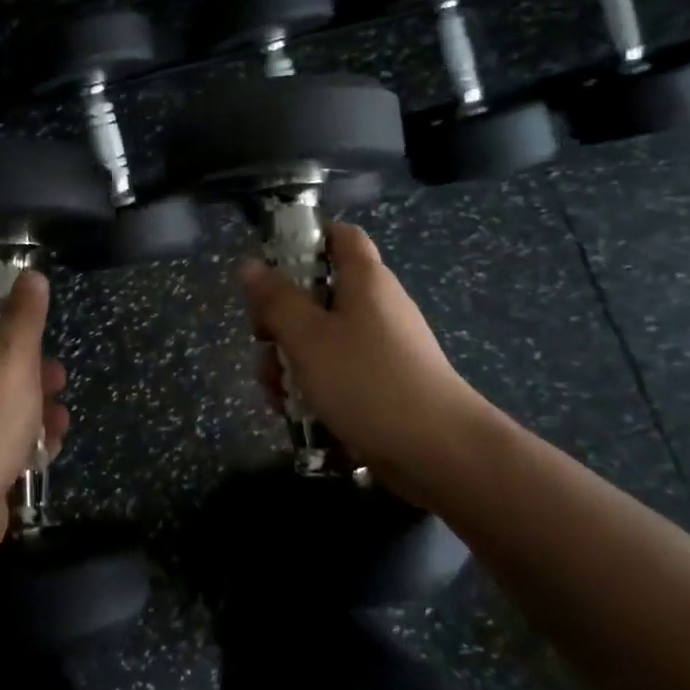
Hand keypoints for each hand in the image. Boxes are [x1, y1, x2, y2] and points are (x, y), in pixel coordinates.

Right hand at [240, 223, 500, 499]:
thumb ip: (275, 301)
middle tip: (262, 341)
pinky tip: (296, 414)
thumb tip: (249, 264)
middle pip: (319, 294)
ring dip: (290, 361)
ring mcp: (381, 348)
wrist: (440, 453)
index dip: (305, 239)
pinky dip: (314, 387)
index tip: (270, 265)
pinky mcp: (382, 385)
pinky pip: (338, 373)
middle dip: (281, 319)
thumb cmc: (368, 381)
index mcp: (365, 280)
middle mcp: (376, 306)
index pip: (339, 236)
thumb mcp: (309, 338)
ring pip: (322, 340)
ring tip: (276, 392)